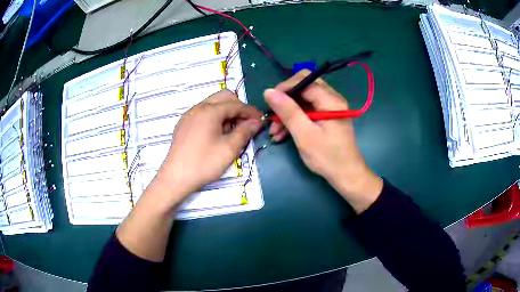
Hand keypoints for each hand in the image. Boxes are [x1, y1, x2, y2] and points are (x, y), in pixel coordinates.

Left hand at [158, 90, 262, 199]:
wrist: (176, 178)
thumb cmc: (204, 163)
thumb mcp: (229, 149)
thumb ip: (244, 132)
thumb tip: (256, 122)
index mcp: (210, 111)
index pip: (236, 104)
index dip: (251, 111)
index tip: (262, 120)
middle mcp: (198, 107)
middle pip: (224, 97)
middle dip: (238, 107)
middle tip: (246, 124)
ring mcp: (189, 115)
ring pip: (213, 104)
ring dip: (226, 112)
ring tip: (232, 131)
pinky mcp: (184, 124)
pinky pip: (203, 112)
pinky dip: (214, 117)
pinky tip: (216, 134)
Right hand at [264, 70, 382, 213]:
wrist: (346, 175)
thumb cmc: (327, 157)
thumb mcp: (304, 135)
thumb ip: (288, 111)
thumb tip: (269, 91)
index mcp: (330, 100)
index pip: (304, 80)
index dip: (285, 88)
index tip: (270, 103)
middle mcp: (332, 99)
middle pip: (304, 87)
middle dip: (286, 100)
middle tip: (273, 116)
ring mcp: (329, 107)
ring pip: (303, 100)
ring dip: (288, 112)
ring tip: (275, 132)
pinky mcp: (326, 117)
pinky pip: (307, 111)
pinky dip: (295, 119)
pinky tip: (283, 134)